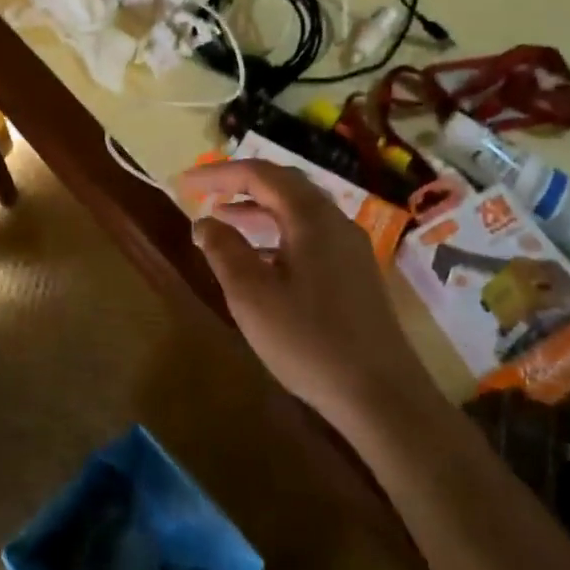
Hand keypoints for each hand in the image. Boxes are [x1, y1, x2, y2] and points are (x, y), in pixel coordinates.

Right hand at [180, 159, 425, 424]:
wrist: (382, 395)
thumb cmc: (309, 340)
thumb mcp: (251, 295)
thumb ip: (224, 250)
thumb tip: (204, 222)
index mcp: (311, 216)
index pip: (260, 174)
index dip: (219, 173)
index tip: (186, 181)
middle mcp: (335, 220)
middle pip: (283, 184)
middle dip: (241, 184)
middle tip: (206, 193)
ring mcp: (350, 246)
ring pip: (298, 210)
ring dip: (259, 208)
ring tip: (224, 220)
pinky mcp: (355, 272)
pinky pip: (310, 233)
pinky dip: (278, 232)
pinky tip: (261, 259)